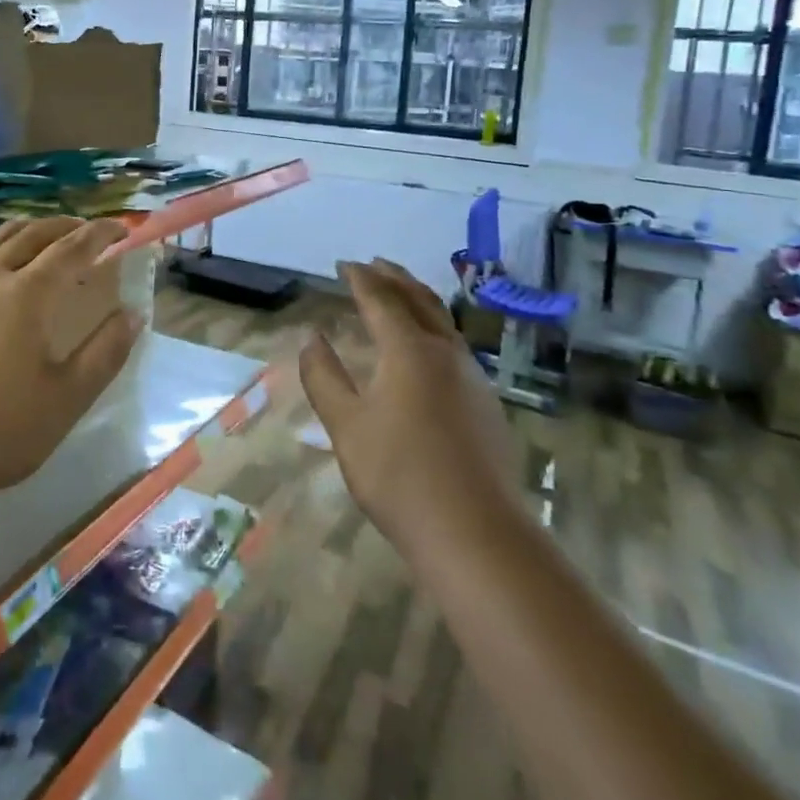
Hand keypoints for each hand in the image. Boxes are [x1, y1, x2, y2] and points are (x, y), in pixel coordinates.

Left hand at [0, 217, 141, 506]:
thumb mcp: (66, 398)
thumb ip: (105, 352)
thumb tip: (133, 314)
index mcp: (25, 294)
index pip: (71, 248)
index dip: (100, 234)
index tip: (122, 228)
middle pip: (31, 234)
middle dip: (64, 226)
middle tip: (87, 231)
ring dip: (27, 233)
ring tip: (44, 239)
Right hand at [300, 259, 520, 554]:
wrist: (477, 535)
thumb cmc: (400, 476)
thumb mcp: (346, 426)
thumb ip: (324, 377)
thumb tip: (312, 338)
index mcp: (409, 350)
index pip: (381, 299)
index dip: (360, 278)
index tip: (343, 264)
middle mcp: (445, 353)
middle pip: (419, 300)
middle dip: (394, 278)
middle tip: (374, 264)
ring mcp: (472, 378)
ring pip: (443, 322)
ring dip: (417, 300)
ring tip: (399, 294)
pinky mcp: (486, 405)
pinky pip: (454, 347)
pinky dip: (433, 328)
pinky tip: (426, 349)